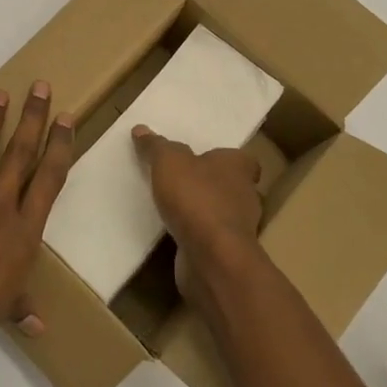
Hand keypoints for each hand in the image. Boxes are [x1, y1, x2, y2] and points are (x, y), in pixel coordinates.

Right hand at [131, 125, 264, 299]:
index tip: (204, 159)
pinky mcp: (227, 253)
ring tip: (173, 207)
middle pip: (231, 185)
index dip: (225, 159)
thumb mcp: (168, 162)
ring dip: (202, 211)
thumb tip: (141, 129)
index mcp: (238, 166)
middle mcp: (245, 195)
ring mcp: (239, 228)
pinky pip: (209, 238)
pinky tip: (174, 233)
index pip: (242, 158)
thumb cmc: (196, 198)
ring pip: (221, 213)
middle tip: (182, 180)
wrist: (212, 257)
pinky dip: (196, 235)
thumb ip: (156, 146)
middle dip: (210, 184)